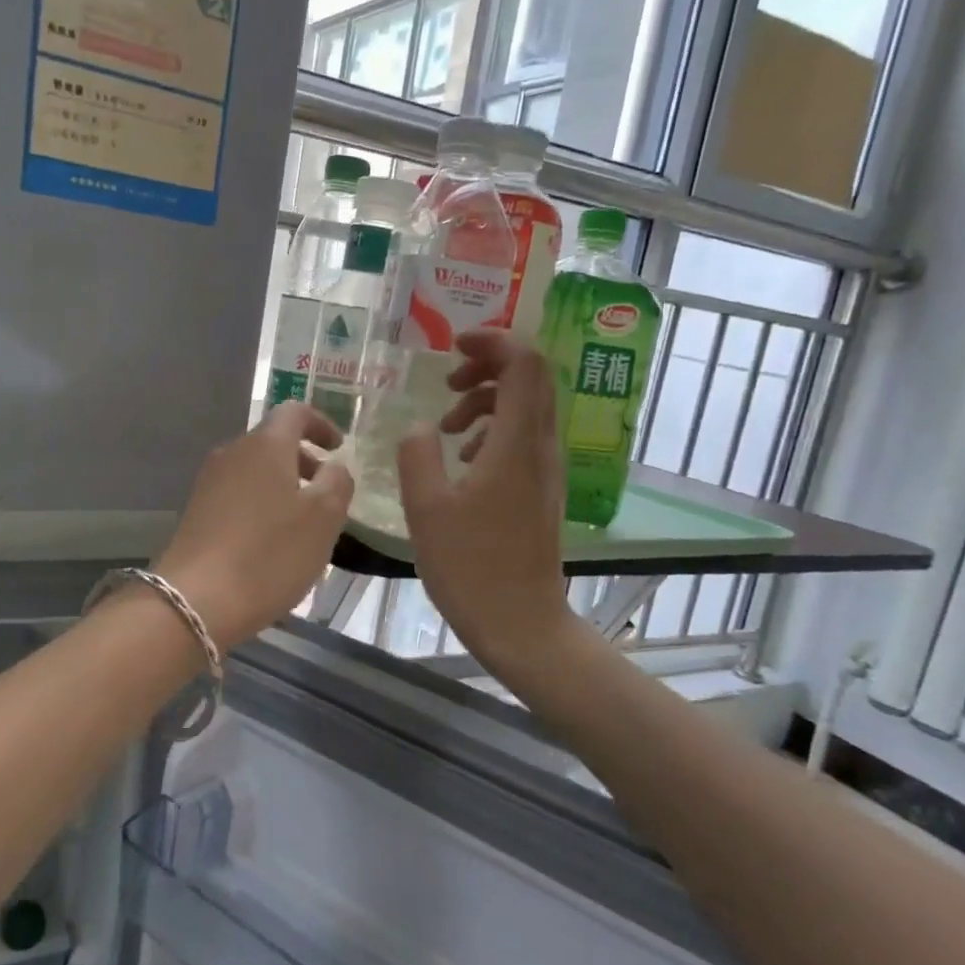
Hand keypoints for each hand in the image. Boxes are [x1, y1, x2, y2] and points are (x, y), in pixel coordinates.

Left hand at [155, 402, 353, 649]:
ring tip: (304, 524)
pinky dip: (261, 505)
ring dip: (283, 486)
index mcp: (266, 444)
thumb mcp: (324, 518)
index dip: (320, 424)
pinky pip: (238, 495)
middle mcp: (233, 453)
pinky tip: (272, 542)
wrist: (196, 600)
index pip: (295, 411)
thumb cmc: (270, 553)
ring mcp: (209, 483)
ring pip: (255, 471)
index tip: (338, 448)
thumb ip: (338, 483)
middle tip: (327, 493)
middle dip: (303, 461)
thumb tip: (333, 468)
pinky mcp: (196, 513)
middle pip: (272, 442)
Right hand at [397, 331, 575, 669]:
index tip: (453, 346)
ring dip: (487, 402)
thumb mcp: (426, 509)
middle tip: (448, 384)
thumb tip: (420, 428)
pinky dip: (494, 431)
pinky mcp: (541, 491)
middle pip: (532, 379)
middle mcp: (541, 448)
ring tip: (448, 427)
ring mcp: (546, 471)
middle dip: (488, 367)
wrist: (521, 624)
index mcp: (516, 444)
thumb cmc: (471, 568)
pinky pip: (524, 439)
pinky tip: (464, 462)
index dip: (494, 341)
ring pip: (527, 409)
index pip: (525, 364)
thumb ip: (417, 455)